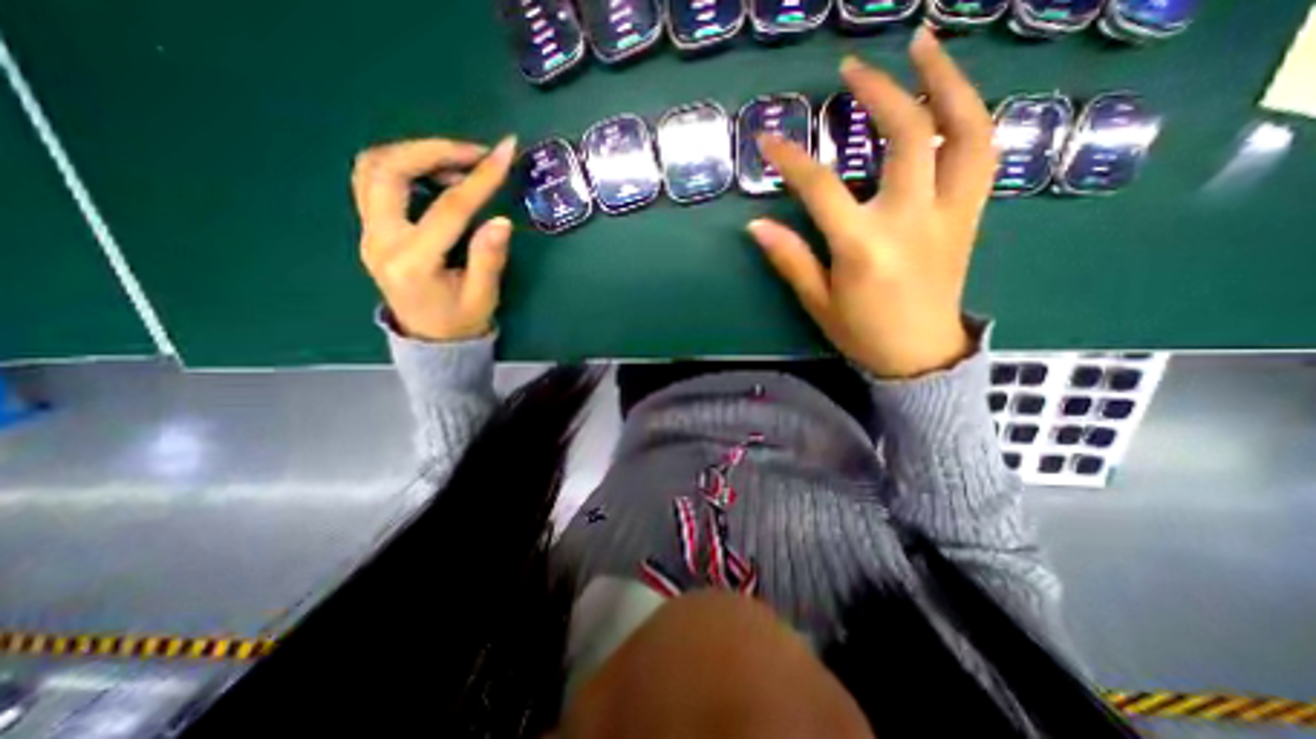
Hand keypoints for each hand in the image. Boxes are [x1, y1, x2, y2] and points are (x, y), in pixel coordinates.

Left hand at [355, 136, 517, 342]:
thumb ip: (488, 258)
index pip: (448, 209)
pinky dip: (403, 165)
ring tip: (458, 162)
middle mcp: (380, 240)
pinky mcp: (371, 228)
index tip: (503, 153)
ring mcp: (368, 232)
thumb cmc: (461, 322)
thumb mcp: (483, 297)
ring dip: (415, 153)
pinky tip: (435, 175)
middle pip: (390, 171)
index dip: (479, 178)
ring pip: (373, 168)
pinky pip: (374, 180)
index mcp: (413, 262)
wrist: (430, 340)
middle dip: (434, 150)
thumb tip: (501, 221)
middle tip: (475, 152)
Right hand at [744, 26, 993, 377]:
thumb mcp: (818, 301)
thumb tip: (756, 225)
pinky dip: (968, 116)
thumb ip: (790, 258)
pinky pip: (981, 153)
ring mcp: (949, 213)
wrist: (920, 355)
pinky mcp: (969, 216)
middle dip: (880, 92)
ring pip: (965, 130)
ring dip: (948, 80)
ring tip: (924, 46)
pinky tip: (950, 99)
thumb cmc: (862, 332)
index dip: (791, 159)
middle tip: (853, 68)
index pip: (821, 188)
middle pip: (907, 135)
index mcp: (864, 246)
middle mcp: (912, 219)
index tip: (768, 138)